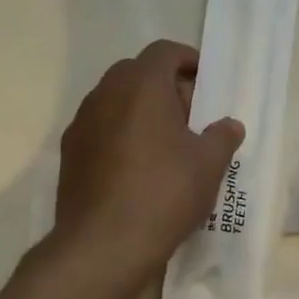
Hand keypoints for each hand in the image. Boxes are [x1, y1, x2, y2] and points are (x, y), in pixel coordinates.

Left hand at [54, 40, 243, 280]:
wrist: (102, 246)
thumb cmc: (164, 192)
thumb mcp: (209, 164)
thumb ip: (222, 136)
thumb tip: (229, 125)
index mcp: (141, 85)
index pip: (164, 52)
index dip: (188, 60)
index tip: (206, 84)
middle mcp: (105, 94)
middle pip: (137, 73)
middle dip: (166, 87)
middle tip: (190, 117)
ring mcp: (82, 124)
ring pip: (116, 101)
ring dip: (141, 111)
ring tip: (167, 145)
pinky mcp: (69, 155)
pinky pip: (101, 129)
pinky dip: (121, 135)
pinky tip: (139, 169)